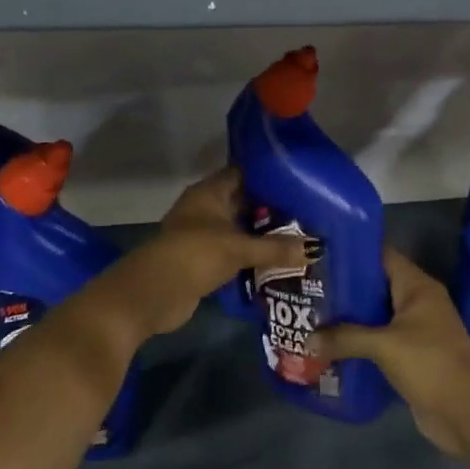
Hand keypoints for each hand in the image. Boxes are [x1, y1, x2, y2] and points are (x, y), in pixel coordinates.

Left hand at [115, 168, 306, 339]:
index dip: (269, 176)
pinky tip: (279, 262)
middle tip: (308, 213)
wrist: (153, 294)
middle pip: (243, 203)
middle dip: (271, 209)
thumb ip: (275, 248)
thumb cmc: (195, 255)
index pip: (243, 174)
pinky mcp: (203, 261)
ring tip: (301, 237)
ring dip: (262, 235)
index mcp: (209, 192)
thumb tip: (315, 249)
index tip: (299, 181)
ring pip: (239, 229)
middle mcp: (205, 208)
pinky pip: (234, 252)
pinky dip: (252, 256)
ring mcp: (202, 235)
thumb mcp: (239, 248)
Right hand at [309, 249, 469, 454]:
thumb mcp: (384, 346)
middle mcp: (418, 302)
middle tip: (309, 286)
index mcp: (418, 287)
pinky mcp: (411, 355)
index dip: (353, 252)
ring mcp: (416, 330)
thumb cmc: (430, 365)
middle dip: (345, 288)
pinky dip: (359, 341)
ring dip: (349, 317)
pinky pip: (380, 340)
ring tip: (313, 314)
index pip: (382, 256)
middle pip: (376, 285)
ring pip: (376, 315)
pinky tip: (331, 345)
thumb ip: (345, 338)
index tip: (321, 254)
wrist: (467, 414)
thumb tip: (307, 340)